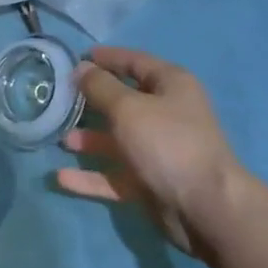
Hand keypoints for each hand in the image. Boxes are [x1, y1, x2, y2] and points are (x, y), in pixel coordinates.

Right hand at [57, 47, 245, 256]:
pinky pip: (116, 175)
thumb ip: (100, 87)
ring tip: (60, 139)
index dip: (106, 58)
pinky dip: (92, 177)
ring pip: (118, 140)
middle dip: (92, 101)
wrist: (207, 209)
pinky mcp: (152, 183)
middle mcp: (166, 114)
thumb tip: (81, 68)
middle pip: (123, 101)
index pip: (134, 62)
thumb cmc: (167, 143)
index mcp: (170, 85)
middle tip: (60, 99)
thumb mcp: (128, 108)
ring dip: (89, 140)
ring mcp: (159, 151)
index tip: (77, 58)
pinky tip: (62, 178)